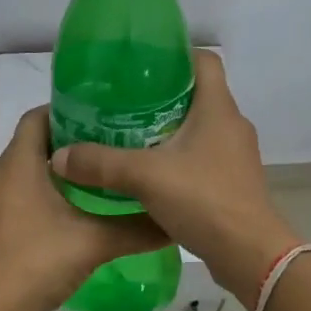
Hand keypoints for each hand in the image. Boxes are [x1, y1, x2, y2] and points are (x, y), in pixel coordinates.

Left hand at [0, 106, 168, 310]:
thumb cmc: (35, 262)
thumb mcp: (92, 242)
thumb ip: (135, 229)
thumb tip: (173, 220)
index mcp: (19, 162)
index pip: (39, 115)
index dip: (69, 109)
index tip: (105, 114)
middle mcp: (3, 172)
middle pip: (38, 140)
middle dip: (75, 138)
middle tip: (114, 141)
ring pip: (32, 167)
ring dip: (65, 167)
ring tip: (104, 170)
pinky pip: (26, 190)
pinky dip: (52, 189)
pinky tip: (82, 206)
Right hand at [49, 51, 298, 309]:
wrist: (250, 255)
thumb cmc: (203, 199)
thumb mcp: (145, 176)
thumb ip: (101, 163)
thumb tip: (59, 156)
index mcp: (218, 107)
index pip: (205, 60)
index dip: (176, 54)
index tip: (143, 63)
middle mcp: (232, 124)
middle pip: (198, 93)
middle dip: (162, 93)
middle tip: (125, 100)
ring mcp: (236, 154)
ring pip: (200, 126)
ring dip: (170, 126)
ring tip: (132, 133)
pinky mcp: (234, 180)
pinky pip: (204, 154)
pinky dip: (180, 155)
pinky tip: (152, 170)